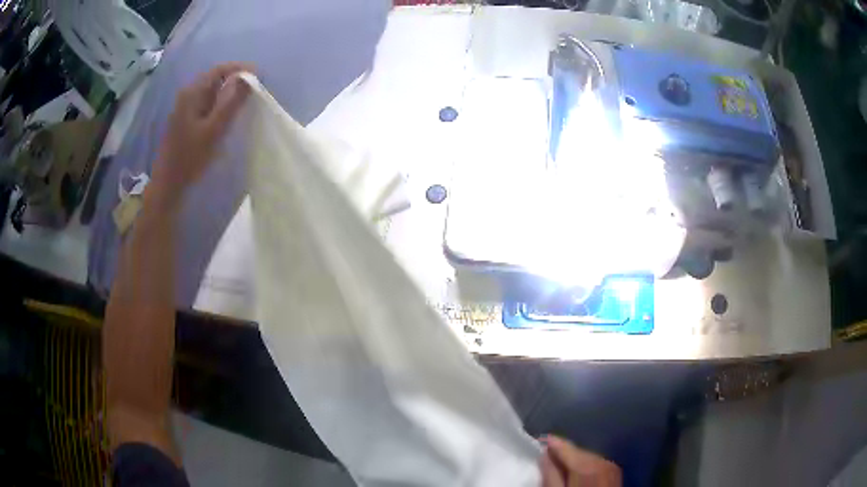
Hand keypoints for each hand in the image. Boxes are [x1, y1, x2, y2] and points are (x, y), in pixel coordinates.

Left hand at [150, 62, 252, 209]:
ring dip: (228, 93)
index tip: (259, 76)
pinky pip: (206, 103)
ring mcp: (184, 108)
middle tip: (255, 90)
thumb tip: (249, 78)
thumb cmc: (190, 158)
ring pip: (211, 92)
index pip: (220, 70)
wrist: (168, 185)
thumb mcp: (214, 130)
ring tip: (245, 101)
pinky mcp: (185, 120)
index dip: (240, 69)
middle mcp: (187, 95)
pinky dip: (219, 104)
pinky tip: (227, 115)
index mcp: (192, 93)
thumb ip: (231, 103)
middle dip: (236, 80)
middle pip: (215, 78)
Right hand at [540, 436, 621, 486]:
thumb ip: (550, 475)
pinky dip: (584, 466)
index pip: (567, 447)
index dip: (552, 443)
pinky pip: (596, 463)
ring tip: (559, 467)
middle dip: (562, 454)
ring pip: (587, 456)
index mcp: (587, 466)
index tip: (539, 440)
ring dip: (573, 460)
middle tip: (546, 458)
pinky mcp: (614, 473)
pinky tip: (576, 474)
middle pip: (577, 451)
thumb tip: (544, 456)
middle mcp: (602, 461)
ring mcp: (611, 467)